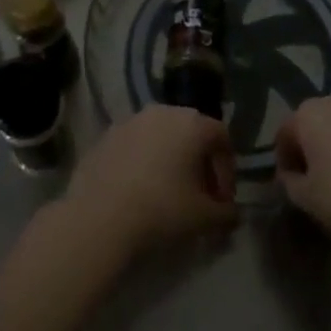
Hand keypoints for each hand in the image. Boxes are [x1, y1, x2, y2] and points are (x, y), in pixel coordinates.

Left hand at [64, 105, 237, 263]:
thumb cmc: (162, 210)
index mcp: (192, 123)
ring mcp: (129, 122)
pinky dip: (143, 165)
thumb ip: (226, 214)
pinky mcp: (104, 137)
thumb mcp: (205, 218)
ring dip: (170, 162)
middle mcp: (162, 112)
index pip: (222, 138)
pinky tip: (138, 193)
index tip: (221, 202)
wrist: (98, 218)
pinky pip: (134, 147)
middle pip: (191, 134)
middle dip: (199, 165)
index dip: (227, 171)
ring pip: (161, 138)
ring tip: (167, 196)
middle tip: (198, 198)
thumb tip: (231, 214)